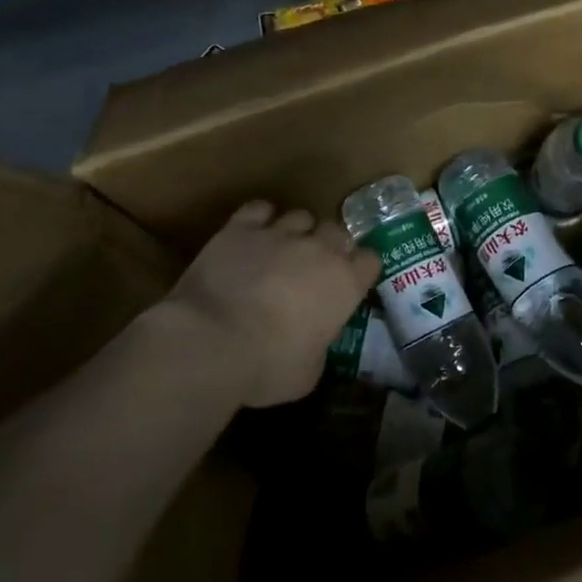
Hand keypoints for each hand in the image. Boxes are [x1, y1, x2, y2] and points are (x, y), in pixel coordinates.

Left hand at [156, 201, 379, 407]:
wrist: (211, 340)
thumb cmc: (268, 366)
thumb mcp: (308, 372)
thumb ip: (319, 346)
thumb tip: (313, 341)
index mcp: (345, 283)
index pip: (370, 260)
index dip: (360, 271)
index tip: (349, 284)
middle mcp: (319, 250)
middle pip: (338, 232)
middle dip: (329, 246)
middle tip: (313, 269)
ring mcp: (280, 234)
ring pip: (300, 216)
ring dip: (296, 232)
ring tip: (281, 250)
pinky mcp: (241, 228)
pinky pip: (259, 209)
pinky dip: (259, 219)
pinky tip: (252, 235)